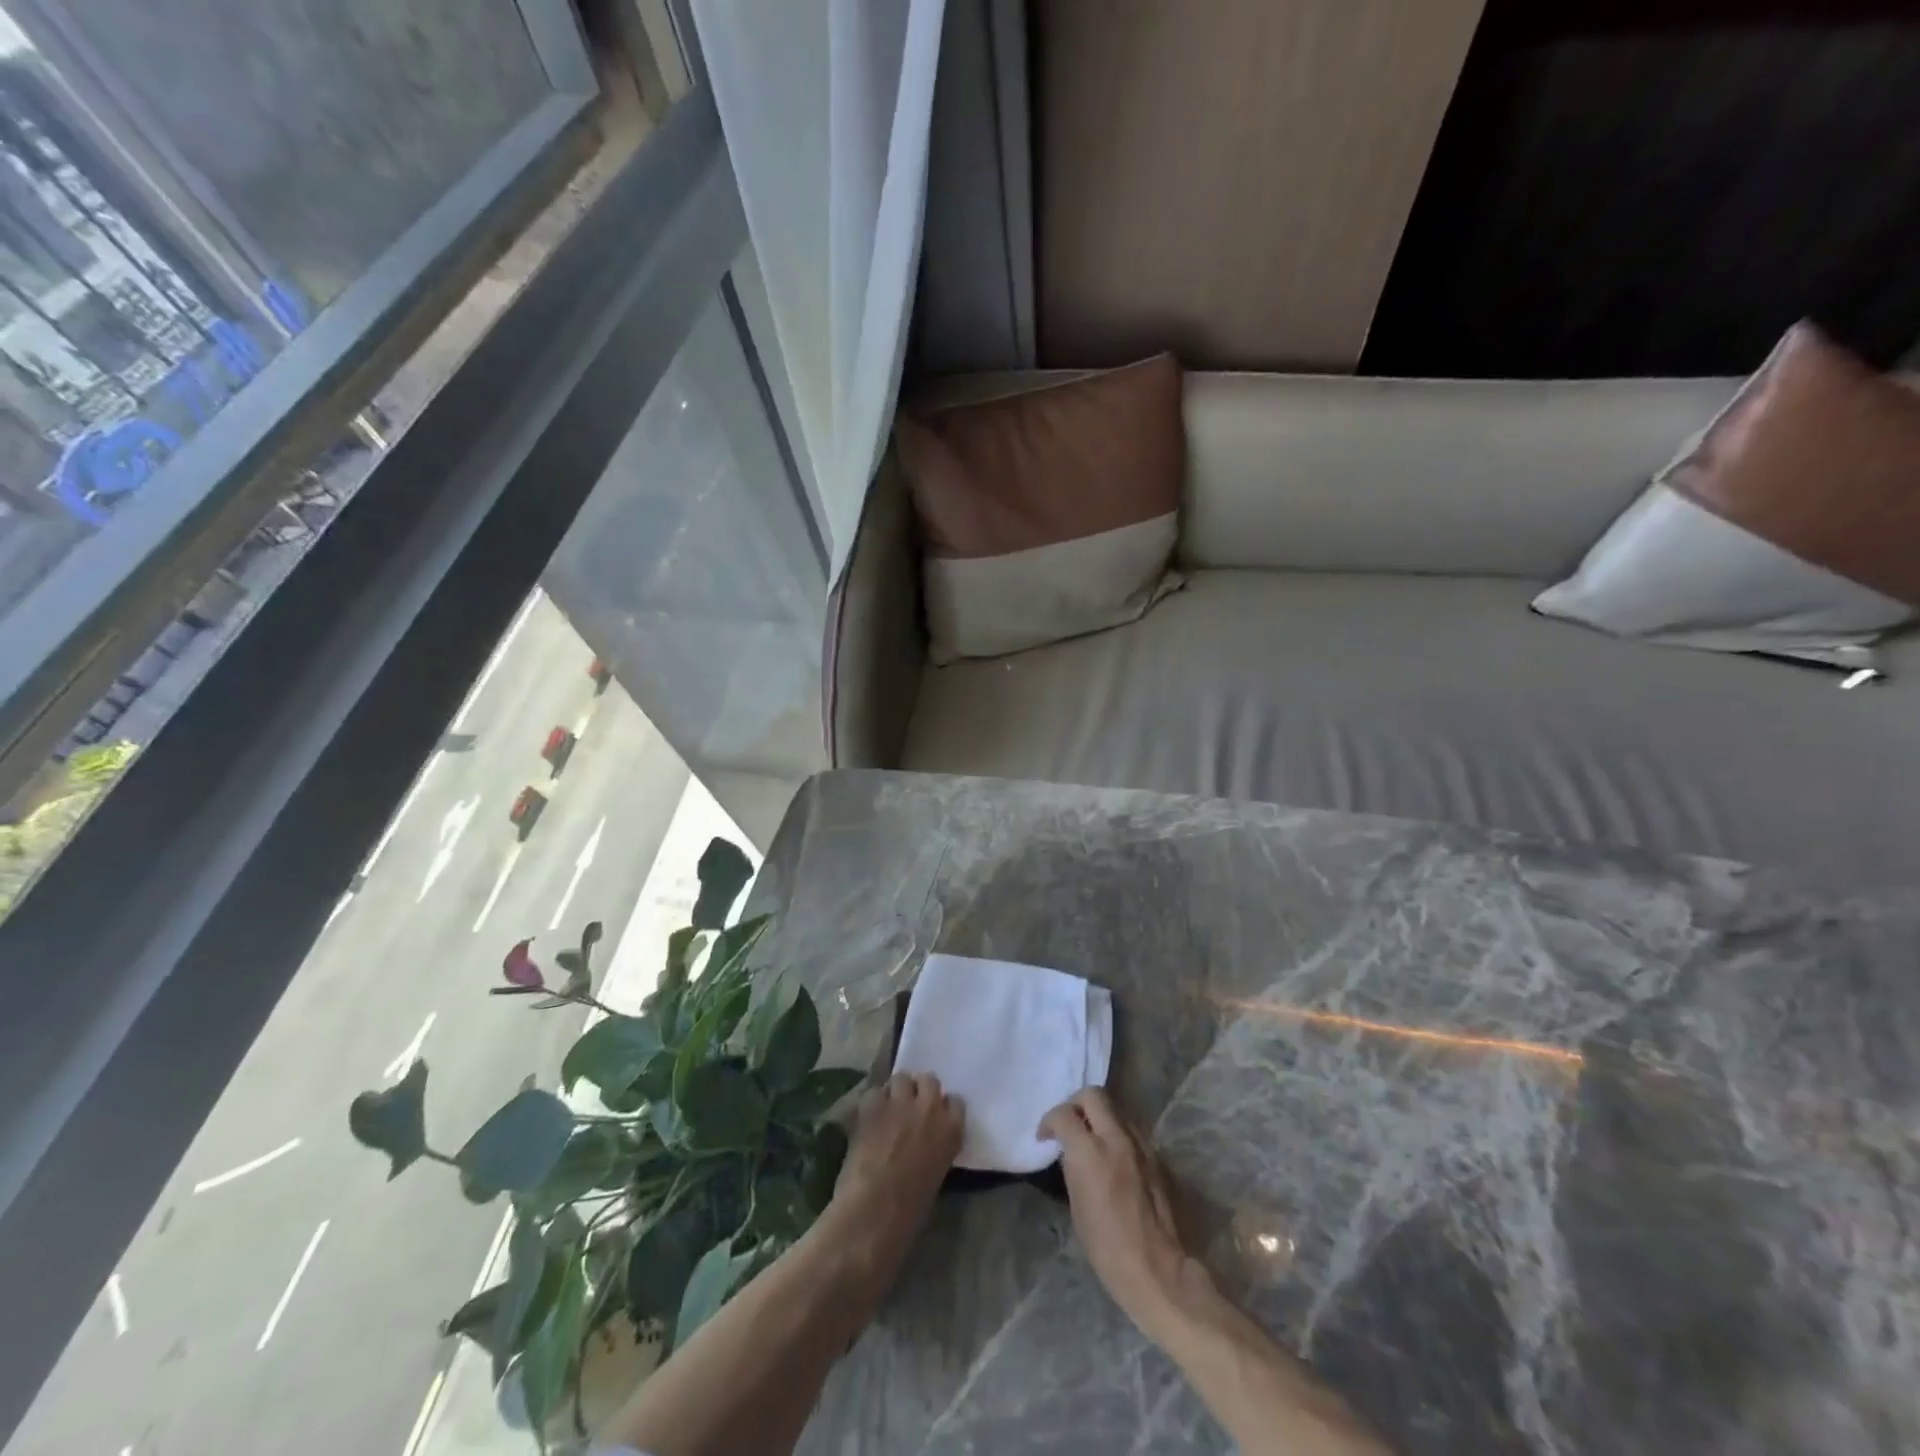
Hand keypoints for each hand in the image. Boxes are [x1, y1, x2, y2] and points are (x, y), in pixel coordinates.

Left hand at [829, 1072, 964, 1267]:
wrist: (875, 1211)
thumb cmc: (910, 1209)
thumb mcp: (936, 1174)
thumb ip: (935, 1147)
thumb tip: (924, 1142)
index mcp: (952, 1130)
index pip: (955, 1102)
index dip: (942, 1107)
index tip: (933, 1116)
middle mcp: (930, 1108)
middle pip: (929, 1080)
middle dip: (919, 1090)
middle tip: (908, 1107)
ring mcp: (900, 1102)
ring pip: (901, 1078)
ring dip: (895, 1091)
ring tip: (887, 1108)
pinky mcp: (873, 1104)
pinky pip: (874, 1091)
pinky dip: (872, 1102)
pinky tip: (867, 1118)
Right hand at [1039, 1088, 1209, 1340]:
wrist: (1160, 1271)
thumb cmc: (1108, 1249)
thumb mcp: (1077, 1208)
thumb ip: (1073, 1168)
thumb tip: (1072, 1153)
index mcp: (1089, 1151)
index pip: (1064, 1114)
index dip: (1049, 1121)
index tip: (1045, 1137)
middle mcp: (1116, 1138)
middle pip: (1093, 1095)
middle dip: (1076, 1104)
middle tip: (1070, 1125)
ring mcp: (1141, 1145)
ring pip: (1117, 1110)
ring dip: (1101, 1117)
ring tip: (1094, 1140)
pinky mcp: (1158, 1157)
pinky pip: (1133, 1132)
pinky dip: (1119, 1135)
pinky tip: (1116, 1158)